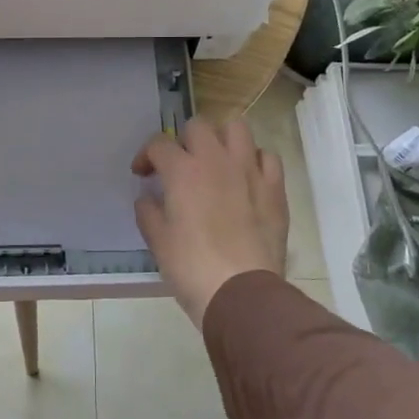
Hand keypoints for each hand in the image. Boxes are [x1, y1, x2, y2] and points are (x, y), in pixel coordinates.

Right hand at [133, 118, 288, 327]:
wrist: (241, 292)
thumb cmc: (191, 267)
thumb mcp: (158, 242)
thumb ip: (148, 212)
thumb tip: (147, 198)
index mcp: (183, 171)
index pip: (159, 143)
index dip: (146, 155)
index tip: (143, 175)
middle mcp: (216, 160)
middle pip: (198, 126)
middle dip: (184, 141)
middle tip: (180, 166)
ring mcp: (250, 170)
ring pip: (237, 128)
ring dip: (222, 139)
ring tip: (216, 162)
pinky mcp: (275, 187)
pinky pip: (267, 157)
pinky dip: (254, 160)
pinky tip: (246, 178)